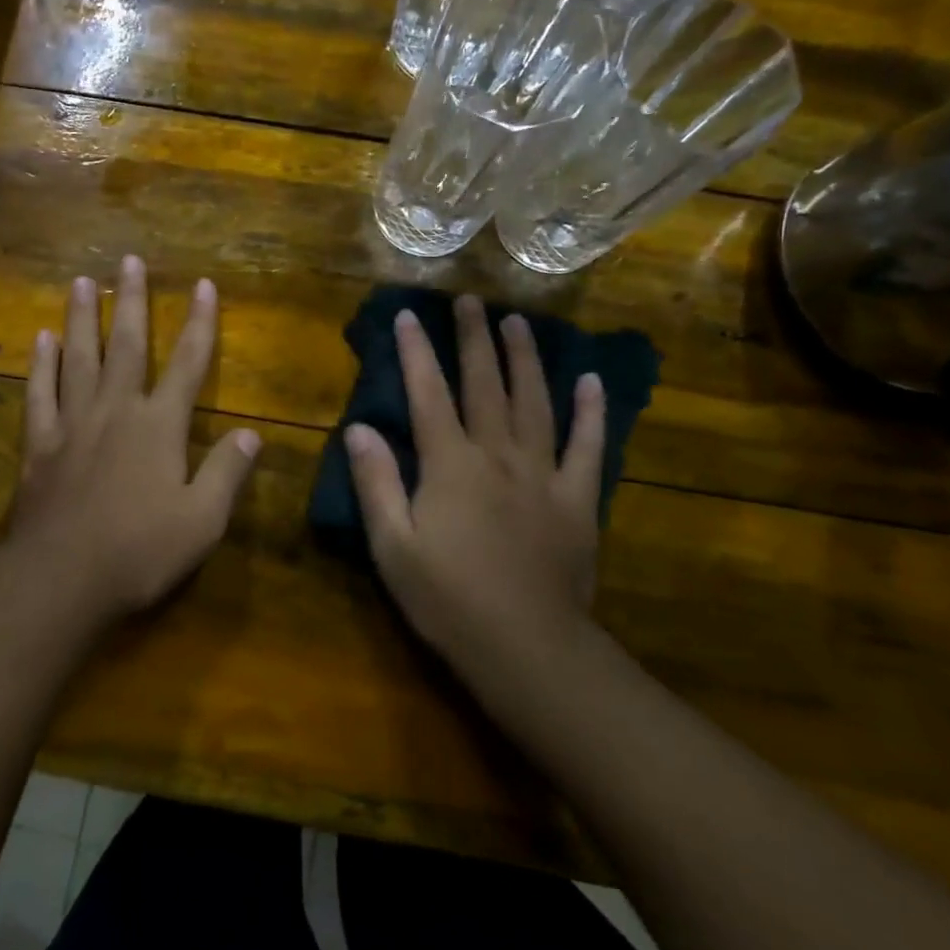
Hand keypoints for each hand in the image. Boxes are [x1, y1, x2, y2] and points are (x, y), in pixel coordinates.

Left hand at [2, 255, 260, 622]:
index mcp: (160, 426)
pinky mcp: (39, 444)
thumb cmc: (139, 551)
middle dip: (132, 300)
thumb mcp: (202, 521)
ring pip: (79, 358)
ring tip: (81, 281)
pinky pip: (40, 393)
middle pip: (127, 345)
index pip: (188, 363)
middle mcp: (117, 411)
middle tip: (129, 260)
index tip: (203, 285)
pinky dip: (41, 364)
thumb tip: (253, 434)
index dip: (200, 323)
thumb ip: (227, 473)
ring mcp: (73, 423)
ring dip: (82, 318)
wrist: (61, 578)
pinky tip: (41, 339)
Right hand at [345, 295, 606, 678]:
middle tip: (470, 300)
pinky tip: (589, 380)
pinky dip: (590, 411)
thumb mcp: (393, 546)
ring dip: (525, 359)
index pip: (428, 394)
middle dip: (474, 339)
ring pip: (534, 402)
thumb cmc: (448, 600)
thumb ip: (376, 483)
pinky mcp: (578, 499)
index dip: (416, 352)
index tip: (409, 315)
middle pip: (485, 385)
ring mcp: (543, 474)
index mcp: (450, 465)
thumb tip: (358, 428)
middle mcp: (497, 455)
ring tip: (518, 323)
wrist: (528, 649)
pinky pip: (588, 447)